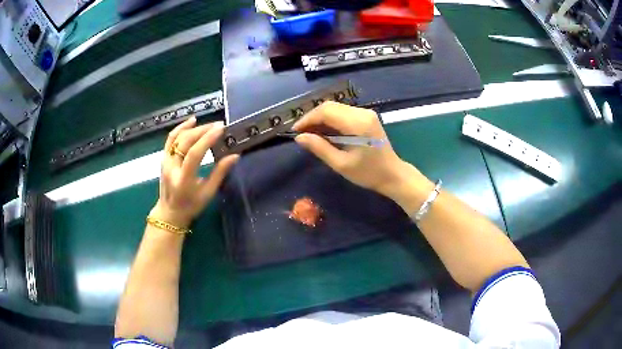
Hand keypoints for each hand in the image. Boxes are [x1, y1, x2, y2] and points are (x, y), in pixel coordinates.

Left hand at [150, 117, 238, 228]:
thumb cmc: (191, 205)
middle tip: (219, 126)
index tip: (221, 129)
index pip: (194, 154)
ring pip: (177, 137)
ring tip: (209, 124)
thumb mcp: (208, 193)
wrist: (170, 212)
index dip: (207, 139)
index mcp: (183, 180)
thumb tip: (235, 155)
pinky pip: (171, 139)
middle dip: (203, 130)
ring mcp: (165, 161)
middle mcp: (171, 168)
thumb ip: (220, 173)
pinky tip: (192, 121)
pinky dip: (181, 128)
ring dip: (194, 128)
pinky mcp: (163, 157)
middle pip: (186, 142)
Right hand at [293, 101, 417, 197]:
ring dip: (321, 118)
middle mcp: (362, 113)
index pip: (326, 112)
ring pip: (335, 108)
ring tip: (310, 134)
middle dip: (312, 118)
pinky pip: (343, 112)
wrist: (393, 174)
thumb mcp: (341, 164)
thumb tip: (299, 137)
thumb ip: (320, 148)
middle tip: (302, 133)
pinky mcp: (366, 116)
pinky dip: (330, 120)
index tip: (295, 131)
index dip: (308, 119)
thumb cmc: (368, 173)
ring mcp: (366, 113)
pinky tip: (325, 132)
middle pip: (330, 106)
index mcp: (357, 124)